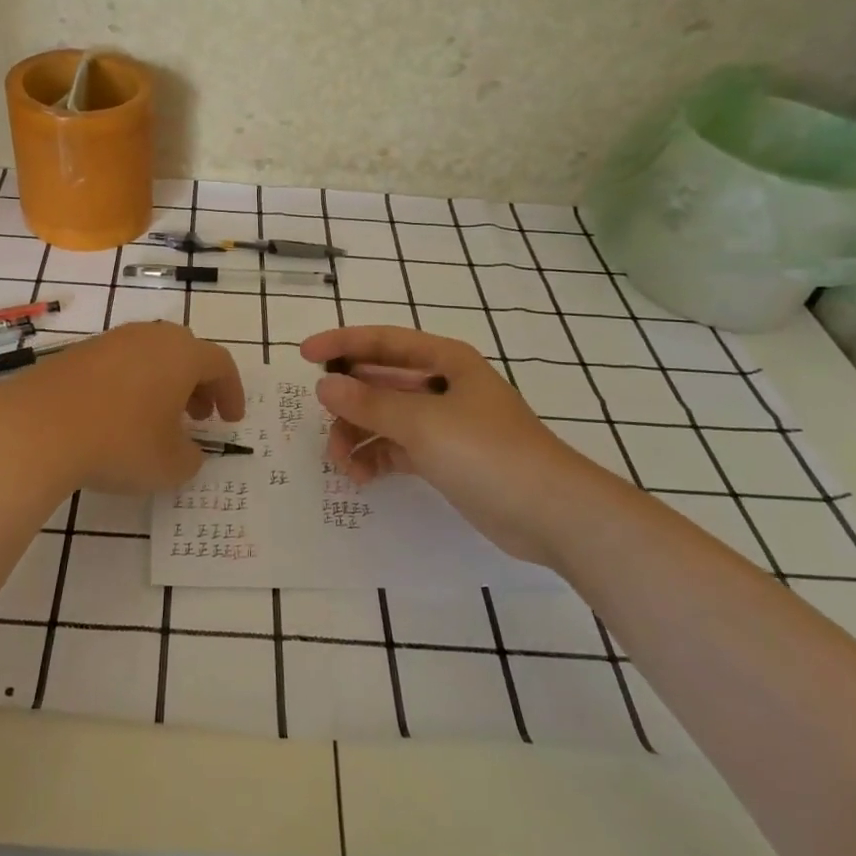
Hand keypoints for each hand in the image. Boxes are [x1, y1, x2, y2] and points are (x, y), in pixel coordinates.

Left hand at [0, 322, 244, 494]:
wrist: (37, 427)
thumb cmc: (119, 442)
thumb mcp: (170, 465)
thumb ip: (191, 458)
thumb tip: (187, 451)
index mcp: (181, 354)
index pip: (220, 364)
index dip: (231, 392)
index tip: (230, 421)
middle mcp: (149, 337)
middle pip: (185, 353)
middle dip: (197, 385)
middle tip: (197, 417)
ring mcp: (109, 341)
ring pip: (149, 356)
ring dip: (162, 384)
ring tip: (156, 420)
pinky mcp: (76, 353)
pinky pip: (117, 364)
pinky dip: (129, 386)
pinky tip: (116, 417)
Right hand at [299, 326, 617, 564]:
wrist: (551, 513)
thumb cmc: (488, 452)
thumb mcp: (423, 423)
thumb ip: (369, 403)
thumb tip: (324, 387)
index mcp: (444, 360)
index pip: (382, 342)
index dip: (341, 344)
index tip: (304, 355)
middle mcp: (441, 385)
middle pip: (380, 381)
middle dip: (348, 401)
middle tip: (322, 423)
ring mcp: (443, 423)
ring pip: (385, 418)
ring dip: (358, 435)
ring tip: (342, 464)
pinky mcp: (444, 458)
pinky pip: (397, 448)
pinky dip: (376, 458)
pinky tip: (362, 478)